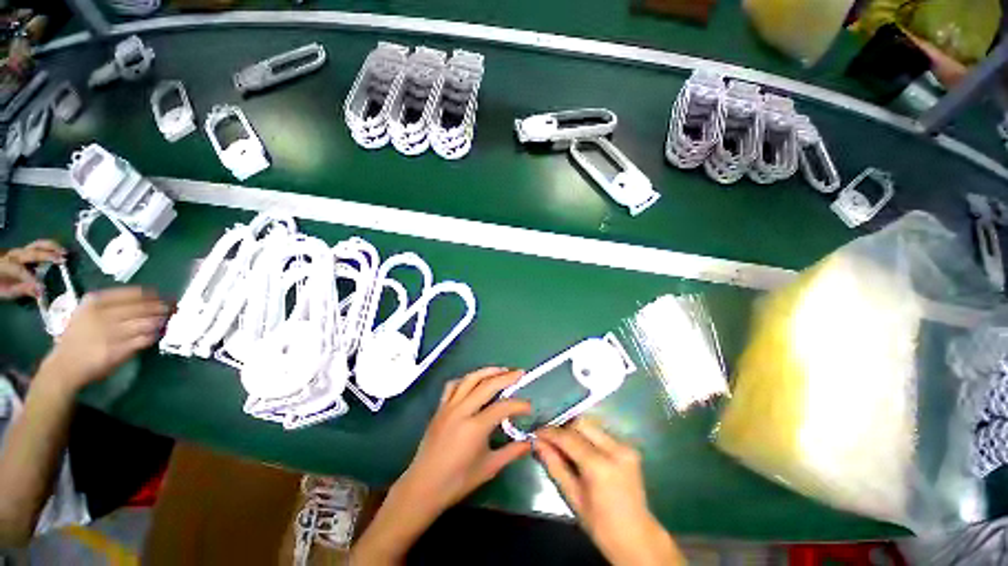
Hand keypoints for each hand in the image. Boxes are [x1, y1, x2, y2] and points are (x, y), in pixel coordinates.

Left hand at [0, 240, 65, 298]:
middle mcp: (15, 255)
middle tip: (63, 260)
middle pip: (32, 252)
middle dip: (47, 256)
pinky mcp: (26, 251)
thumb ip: (22, 290)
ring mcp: (21, 251)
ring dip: (51, 247)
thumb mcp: (9, 291)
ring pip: (37, 245)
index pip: (20, 270)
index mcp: (7, 266)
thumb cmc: (3, 285)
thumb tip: (39, 291)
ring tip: (64, 252)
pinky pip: (39, 246)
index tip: (42, 289)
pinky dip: (50, 247)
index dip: (31, 278)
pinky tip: (58, 251)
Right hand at [41, 287, 167, 392]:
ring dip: (160, 321)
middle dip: (162, 307)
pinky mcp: (115, 350)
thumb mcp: (88, 313)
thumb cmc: (79, 337)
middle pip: (143, 307)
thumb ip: (112, 305)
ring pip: (145, 322)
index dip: (153, 295)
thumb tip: (147, 300)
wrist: (64, 366)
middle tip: (175, 307)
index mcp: (94, 302)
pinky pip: (142, 339)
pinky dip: (153, 336)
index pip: (133, 294)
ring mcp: (109, 333)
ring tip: (168, 319)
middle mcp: (102, 315)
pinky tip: (157, 334)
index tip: (165, 296)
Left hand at [394, 367, 532, 516]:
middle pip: (487, 385)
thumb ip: (511, 452)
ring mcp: (449, 407)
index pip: (503, 407)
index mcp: (475, 428)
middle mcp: (462, 411)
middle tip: (520, 373)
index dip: (519, 405)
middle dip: (506, 377)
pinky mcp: (440, 408)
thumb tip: (530, 442)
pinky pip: (453, 385)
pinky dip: (466, 379)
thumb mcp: (489, 468)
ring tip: (501, 370)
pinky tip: (474, 381)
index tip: (529, 407)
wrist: (423, 487)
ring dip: (487, 371)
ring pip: (470, 379)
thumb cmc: (458, 481)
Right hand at [536, 419, 683, 565]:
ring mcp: (625, 447)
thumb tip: (537, 443)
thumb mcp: (573, 497)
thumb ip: (554, 465)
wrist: (638, 538)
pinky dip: (588, 438)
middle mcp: (615, 449)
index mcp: (600, 465)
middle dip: (563, 429)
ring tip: (565, 447)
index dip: (550, 433)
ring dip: (575, 432)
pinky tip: (582, 452)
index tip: (536, 433)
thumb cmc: (601, 525)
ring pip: (592, 426)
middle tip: (551, 440)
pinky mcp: (629, 448)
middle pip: (581, 423)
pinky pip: (601, 434)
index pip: (569, 438)